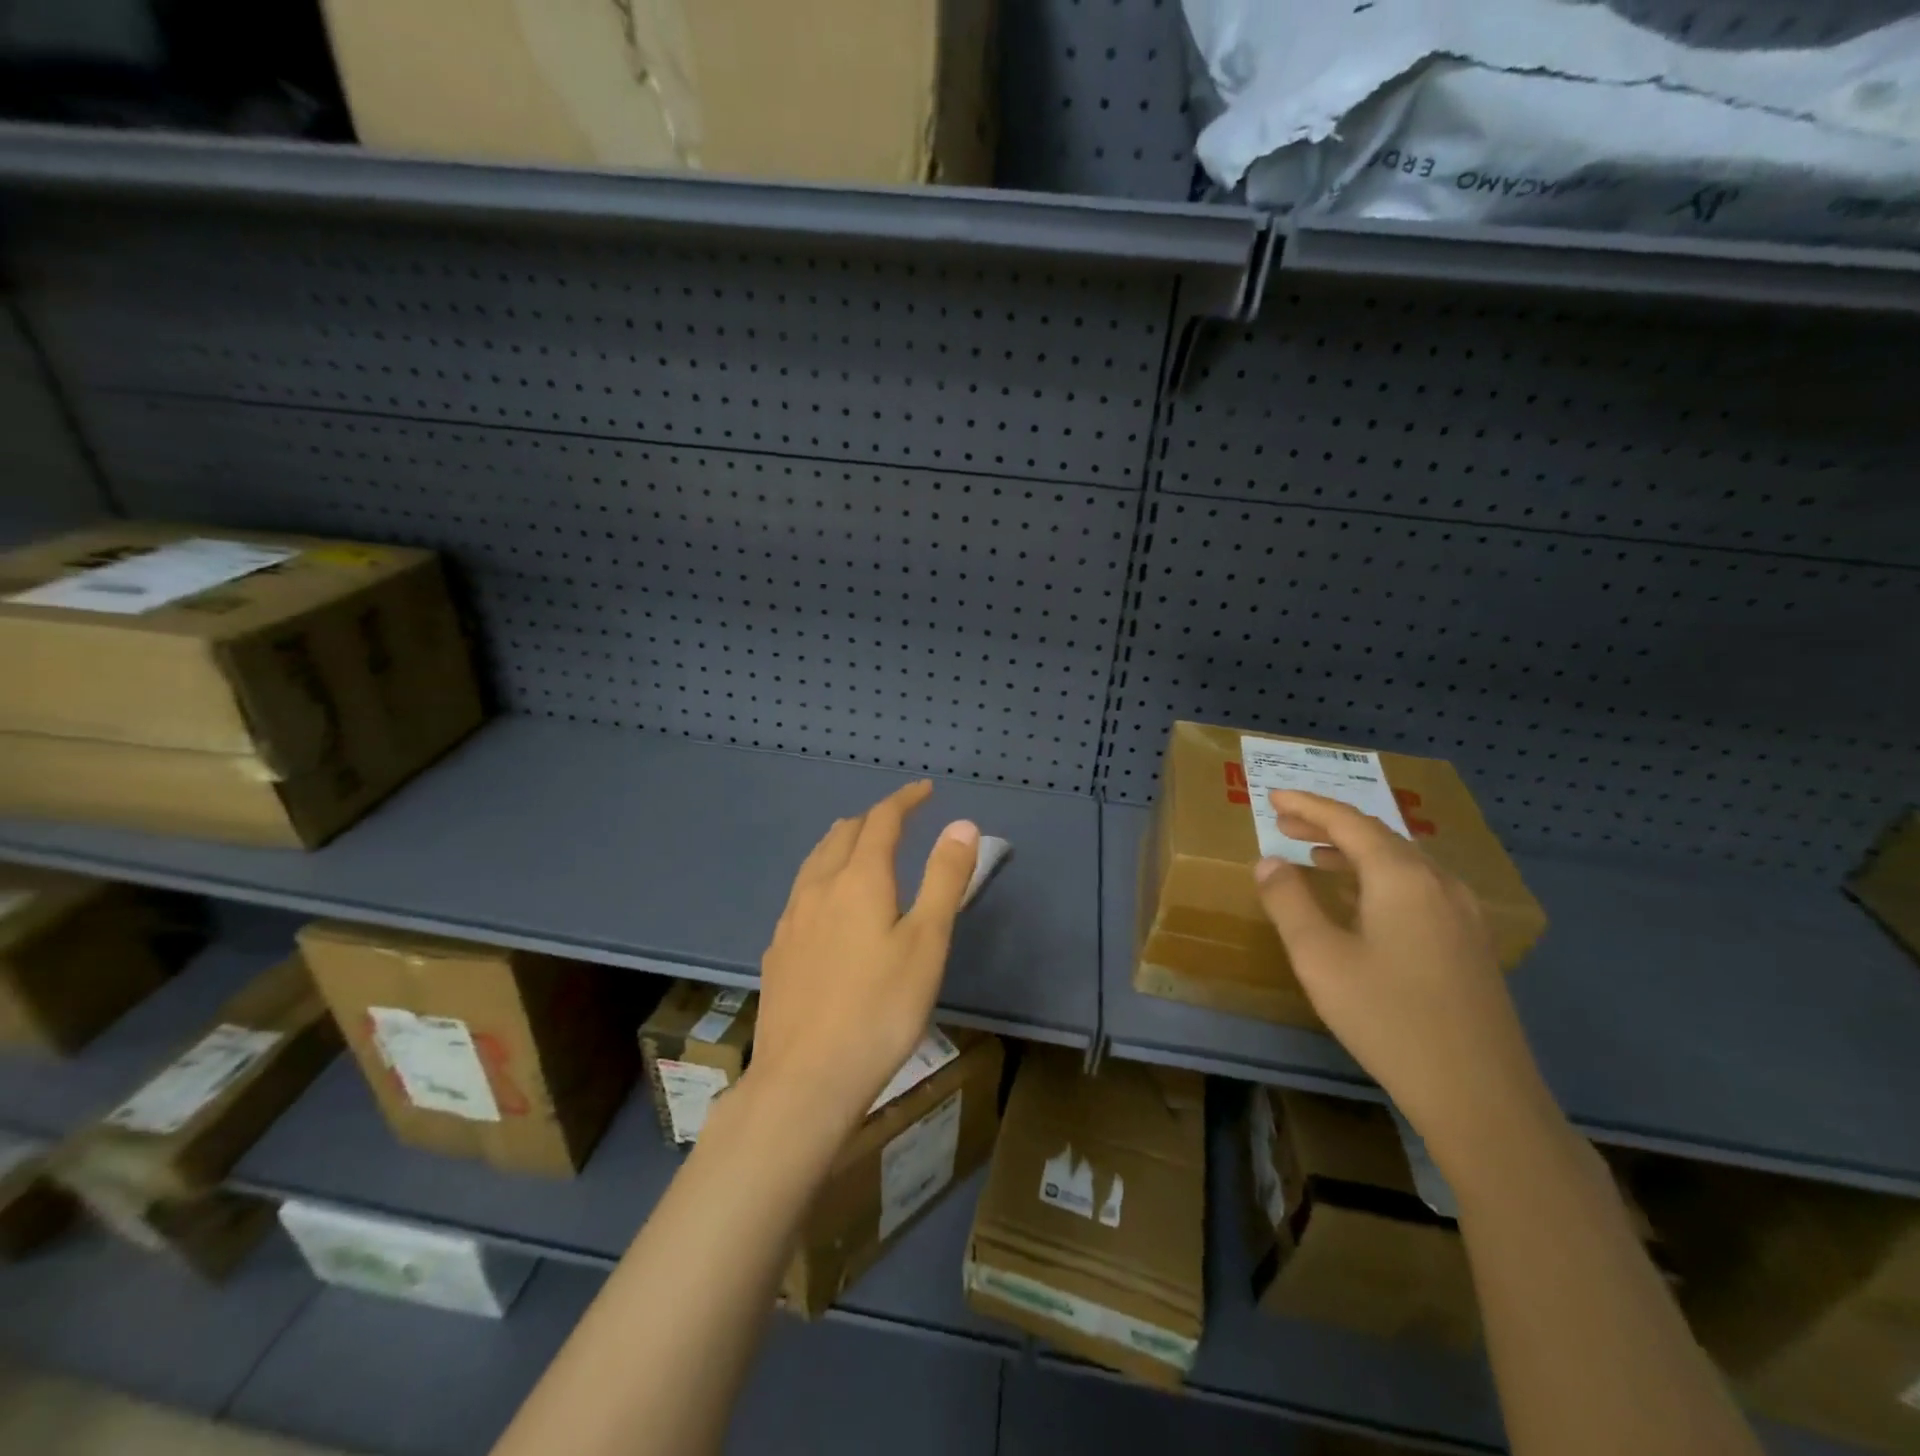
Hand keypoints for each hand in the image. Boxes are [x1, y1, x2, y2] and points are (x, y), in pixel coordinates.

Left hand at [748, 781, 978, 1135]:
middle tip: (899, 820)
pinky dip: (823, 877)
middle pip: (843, 834)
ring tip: (862, 849)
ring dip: (843, 843)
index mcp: (859, 879)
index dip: (905, 800)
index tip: (925, 790)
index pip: (882, 820)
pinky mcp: (777, 950)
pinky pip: (801, 893)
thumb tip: (962, 824)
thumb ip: (945, 879)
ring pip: (816, 861)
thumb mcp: (927, 942)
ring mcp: (791, 919)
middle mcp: (819, 888)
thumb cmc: (880, 1009)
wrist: (805, 1079)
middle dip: (873, 819)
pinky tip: (828, 906)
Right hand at [1253, 790, 1554, 1175]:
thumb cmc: (1387, 1017)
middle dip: (1330, 825)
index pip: (1349, 821)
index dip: (1308, 805)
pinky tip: (1362, 902)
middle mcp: (1439, 883)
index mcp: (1402, 877)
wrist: (1480, 1094)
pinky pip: (1419, 888)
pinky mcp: (1471, 943)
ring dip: (1355, 851)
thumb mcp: (1319, 957)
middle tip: (1285, 824)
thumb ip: (1289, 902)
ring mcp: (1463, 914)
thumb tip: (1269, 862)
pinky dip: (1380, 878)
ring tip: (1316, 856)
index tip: (1273, 796)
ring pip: (1403, 862)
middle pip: (1379, 836)